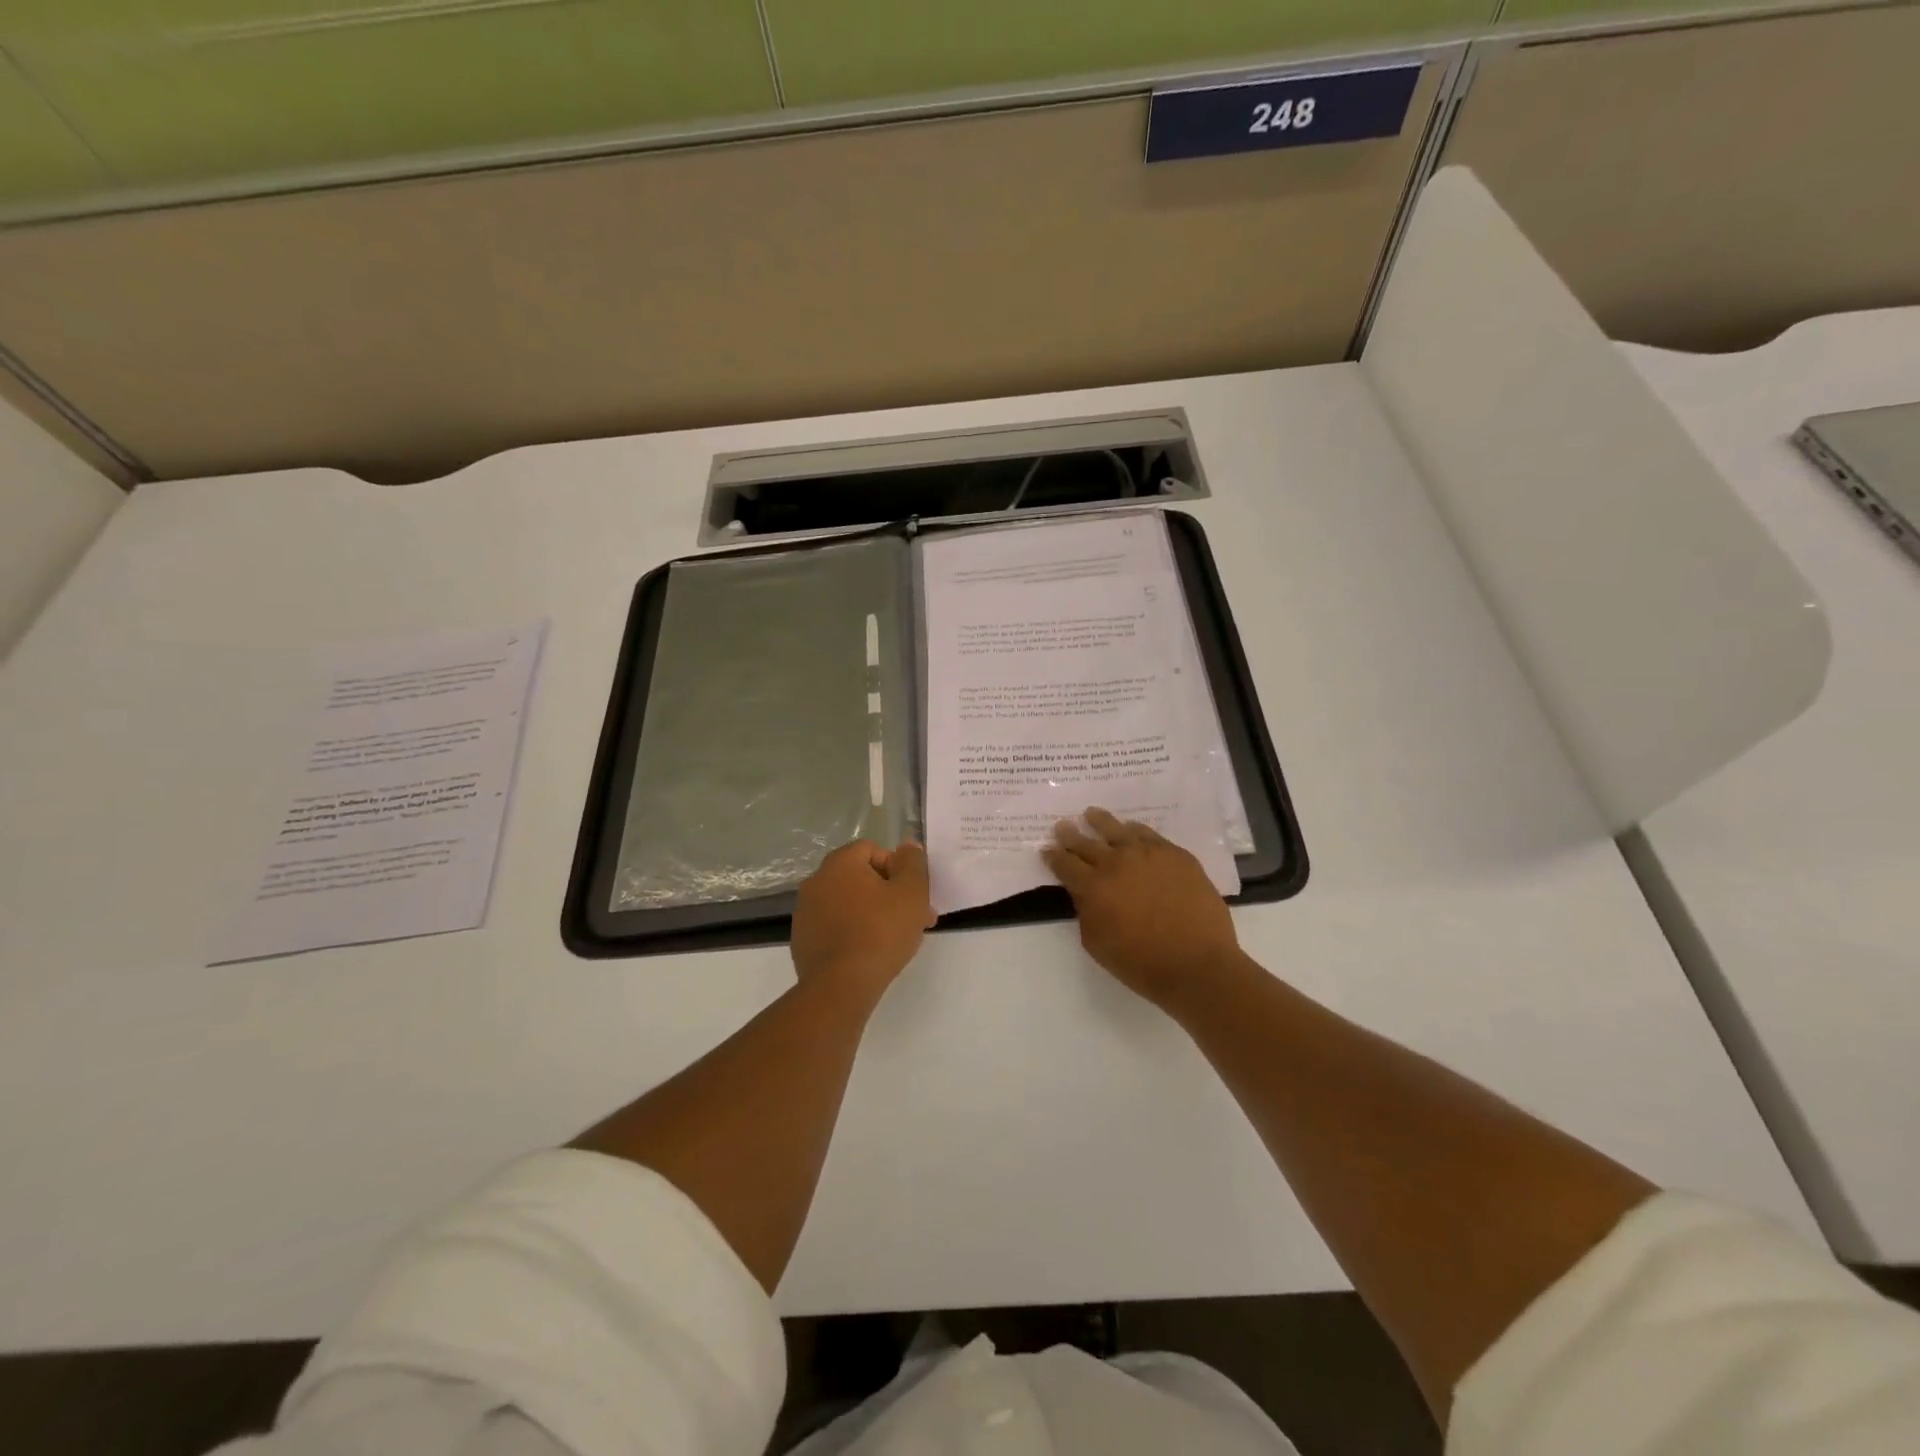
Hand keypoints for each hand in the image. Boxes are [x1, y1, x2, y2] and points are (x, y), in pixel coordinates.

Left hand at [792, 839, 934, 1001]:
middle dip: (889, 894)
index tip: (912, 896)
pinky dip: (853, 932)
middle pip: (860, 877)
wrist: (840, 986)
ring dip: (872, 913)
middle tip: (913, 920)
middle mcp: (817, 880)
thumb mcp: (911, 892)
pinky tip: (869, 953)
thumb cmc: (881, 932)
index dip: (897, 869)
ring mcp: (805, 911)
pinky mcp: (802, 939)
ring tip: (894, 940)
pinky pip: (834, 926)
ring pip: (848, 903)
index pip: (873, 850)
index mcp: (840, 863)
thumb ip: (913, 862)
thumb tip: (908, 846)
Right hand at [1043, 807, 1241, 1011]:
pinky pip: (1149, 835)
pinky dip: (1135, 830)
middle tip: (1062, 826)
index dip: (1053, 856)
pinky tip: (1131, 828)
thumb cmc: (1141, 963)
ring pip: (1117, 830)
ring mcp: (1148, 854)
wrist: (1196, 964)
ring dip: (1100, 822)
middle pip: (1086, 843)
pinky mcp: (1175, 855)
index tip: (1047, 850)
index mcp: (1093, 886)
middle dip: (1070, 835)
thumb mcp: (1096, 943)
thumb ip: (1085, 912)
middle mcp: (1116, 862)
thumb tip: (1085, 893)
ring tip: (1091, 814)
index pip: (1065, 864)